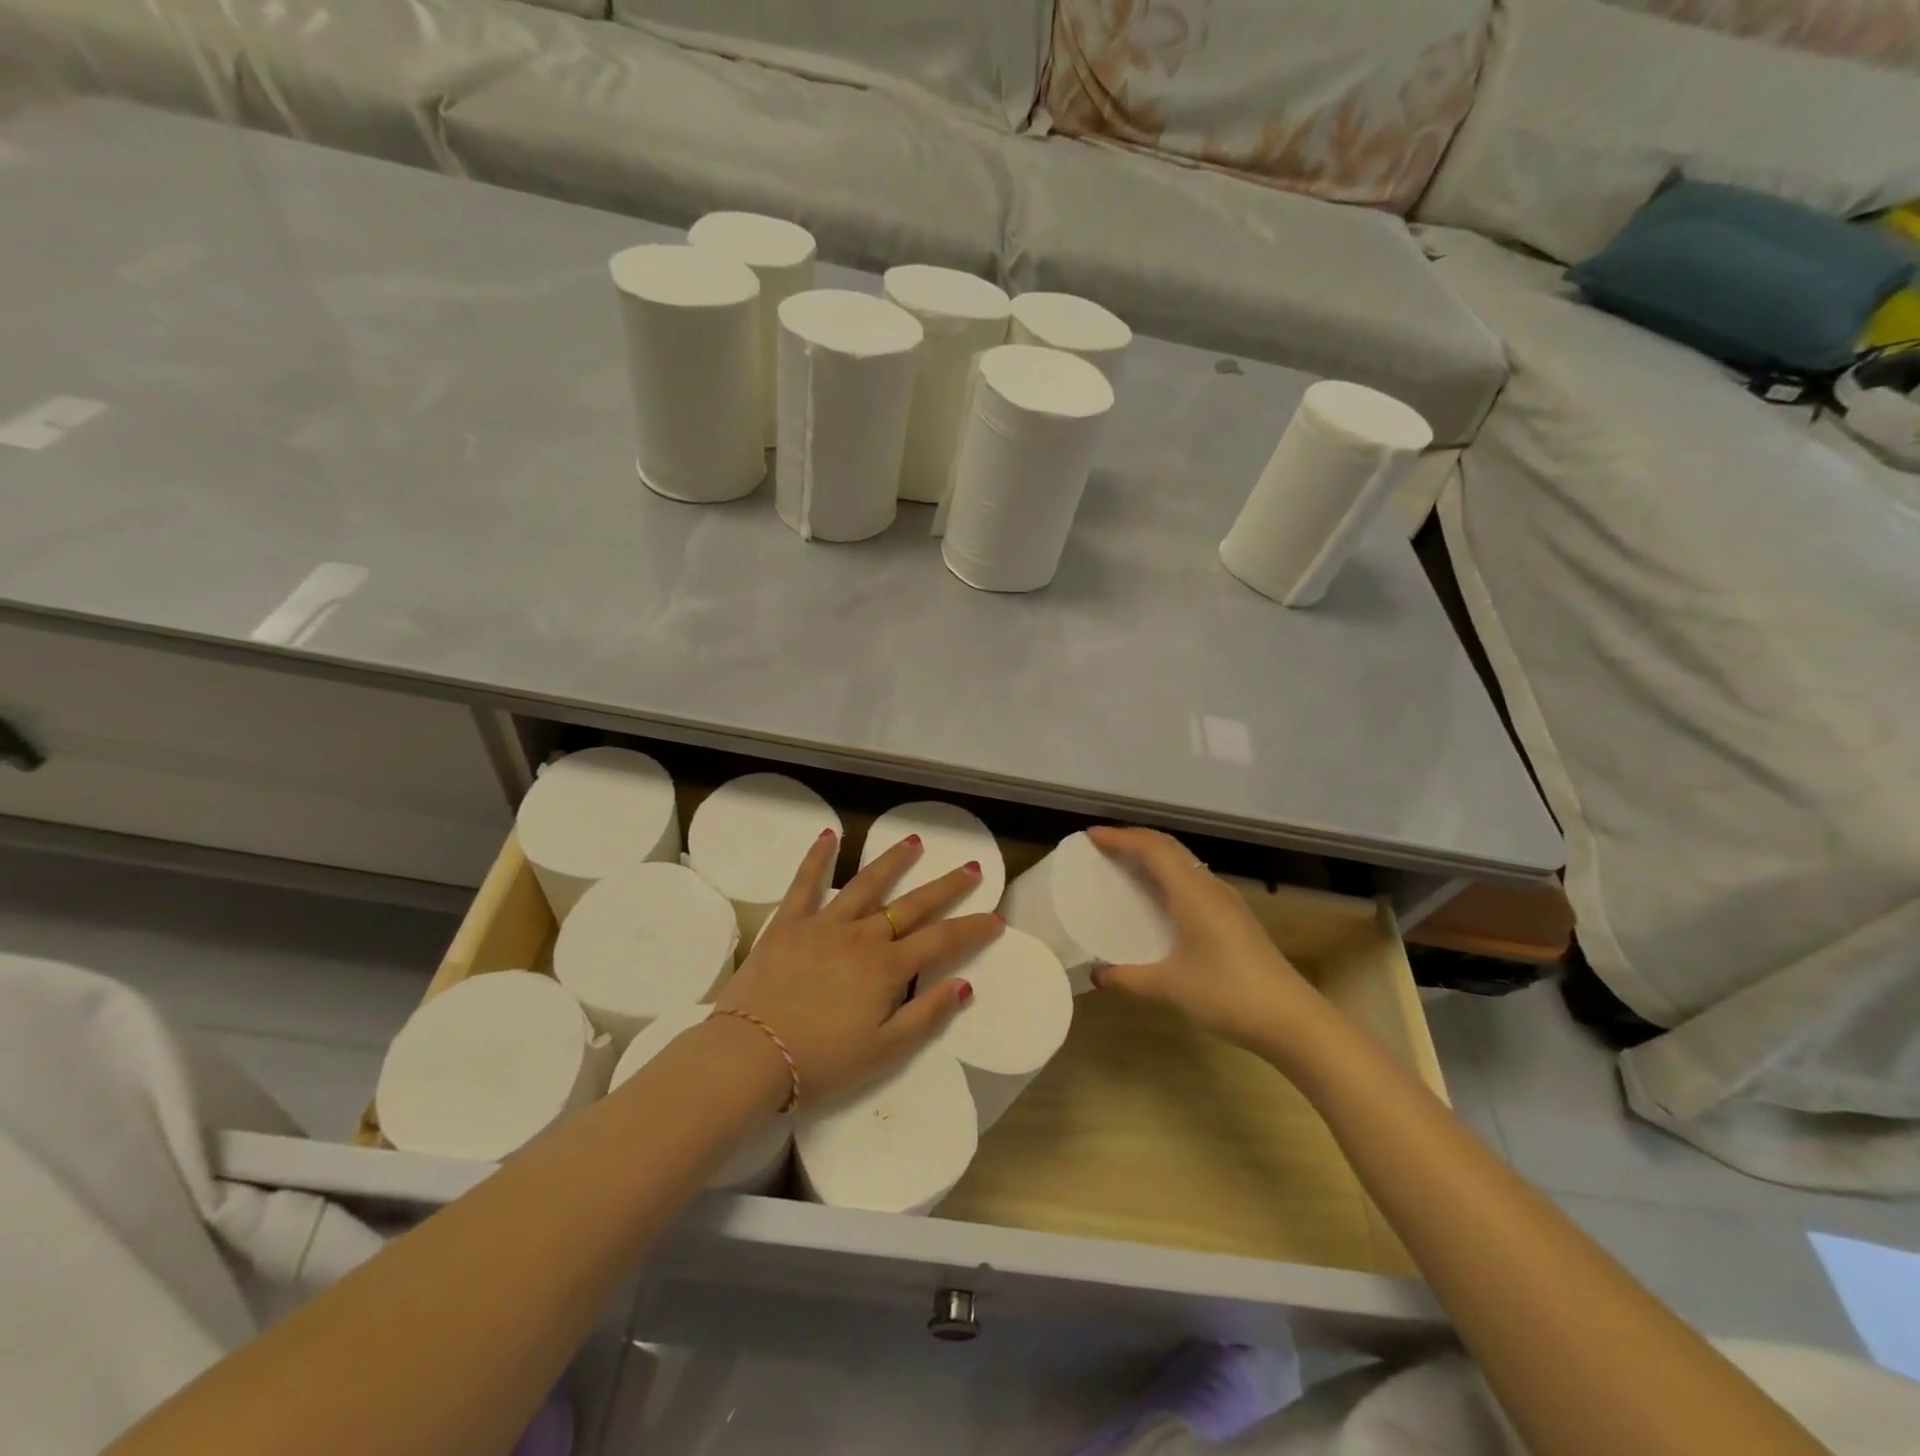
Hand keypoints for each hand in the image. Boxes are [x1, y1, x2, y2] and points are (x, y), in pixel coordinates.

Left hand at [713, 829, 1000, 1107]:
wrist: (749, 1056)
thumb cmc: (820, 1062)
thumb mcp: (884, 1052)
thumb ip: (926, 1015)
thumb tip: (964, 984)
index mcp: (888, 968)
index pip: (942, 941)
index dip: (972, 929)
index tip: (995, 918)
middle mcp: (862, 937)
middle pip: (912, 905)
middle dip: (946, 886)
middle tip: (970, 867)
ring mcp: (824, 924)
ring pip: (866, 884)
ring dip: (893, 862)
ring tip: (914, 842)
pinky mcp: (789, 923)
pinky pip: (806, 883)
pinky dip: (818, 857)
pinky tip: (829, 835)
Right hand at [1085, 825, 1319, 1051]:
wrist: (1292, 1020)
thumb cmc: (1227, 994)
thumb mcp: (1170, 987)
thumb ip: (1129, 978)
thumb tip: (1096, 975)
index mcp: (1192, 893)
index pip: (1152, 848)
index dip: (1120, 837)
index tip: (1091, 837)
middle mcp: (1210, 887)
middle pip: (1169, 846)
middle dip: (1135, 838)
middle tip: (1104, 845)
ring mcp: (1227, 901)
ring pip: (1185, 861)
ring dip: (1154, 854)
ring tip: (1126, 864)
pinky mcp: (1236, 917)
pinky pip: (1194, 879)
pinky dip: (1169, 874)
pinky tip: (1160, 898)